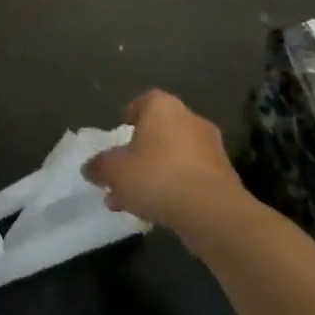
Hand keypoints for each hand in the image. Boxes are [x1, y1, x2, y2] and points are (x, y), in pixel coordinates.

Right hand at [83, 91, 250, 235]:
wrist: (213, 213)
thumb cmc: (157, 176)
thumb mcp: (114, 171)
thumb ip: (99, 166)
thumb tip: (90, 168)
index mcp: (163, 107)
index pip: (143, 101)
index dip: (129, 115)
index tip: (120, 132)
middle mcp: (190, 120)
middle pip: (160, 131)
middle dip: (141, 150)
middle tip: (124, 170)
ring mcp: (211, 149)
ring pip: (175, 157)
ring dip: (156, 173)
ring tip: (134, 200)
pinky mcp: (225, 178)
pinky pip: (191, 178)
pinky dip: (175, 189)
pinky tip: (157, 211)